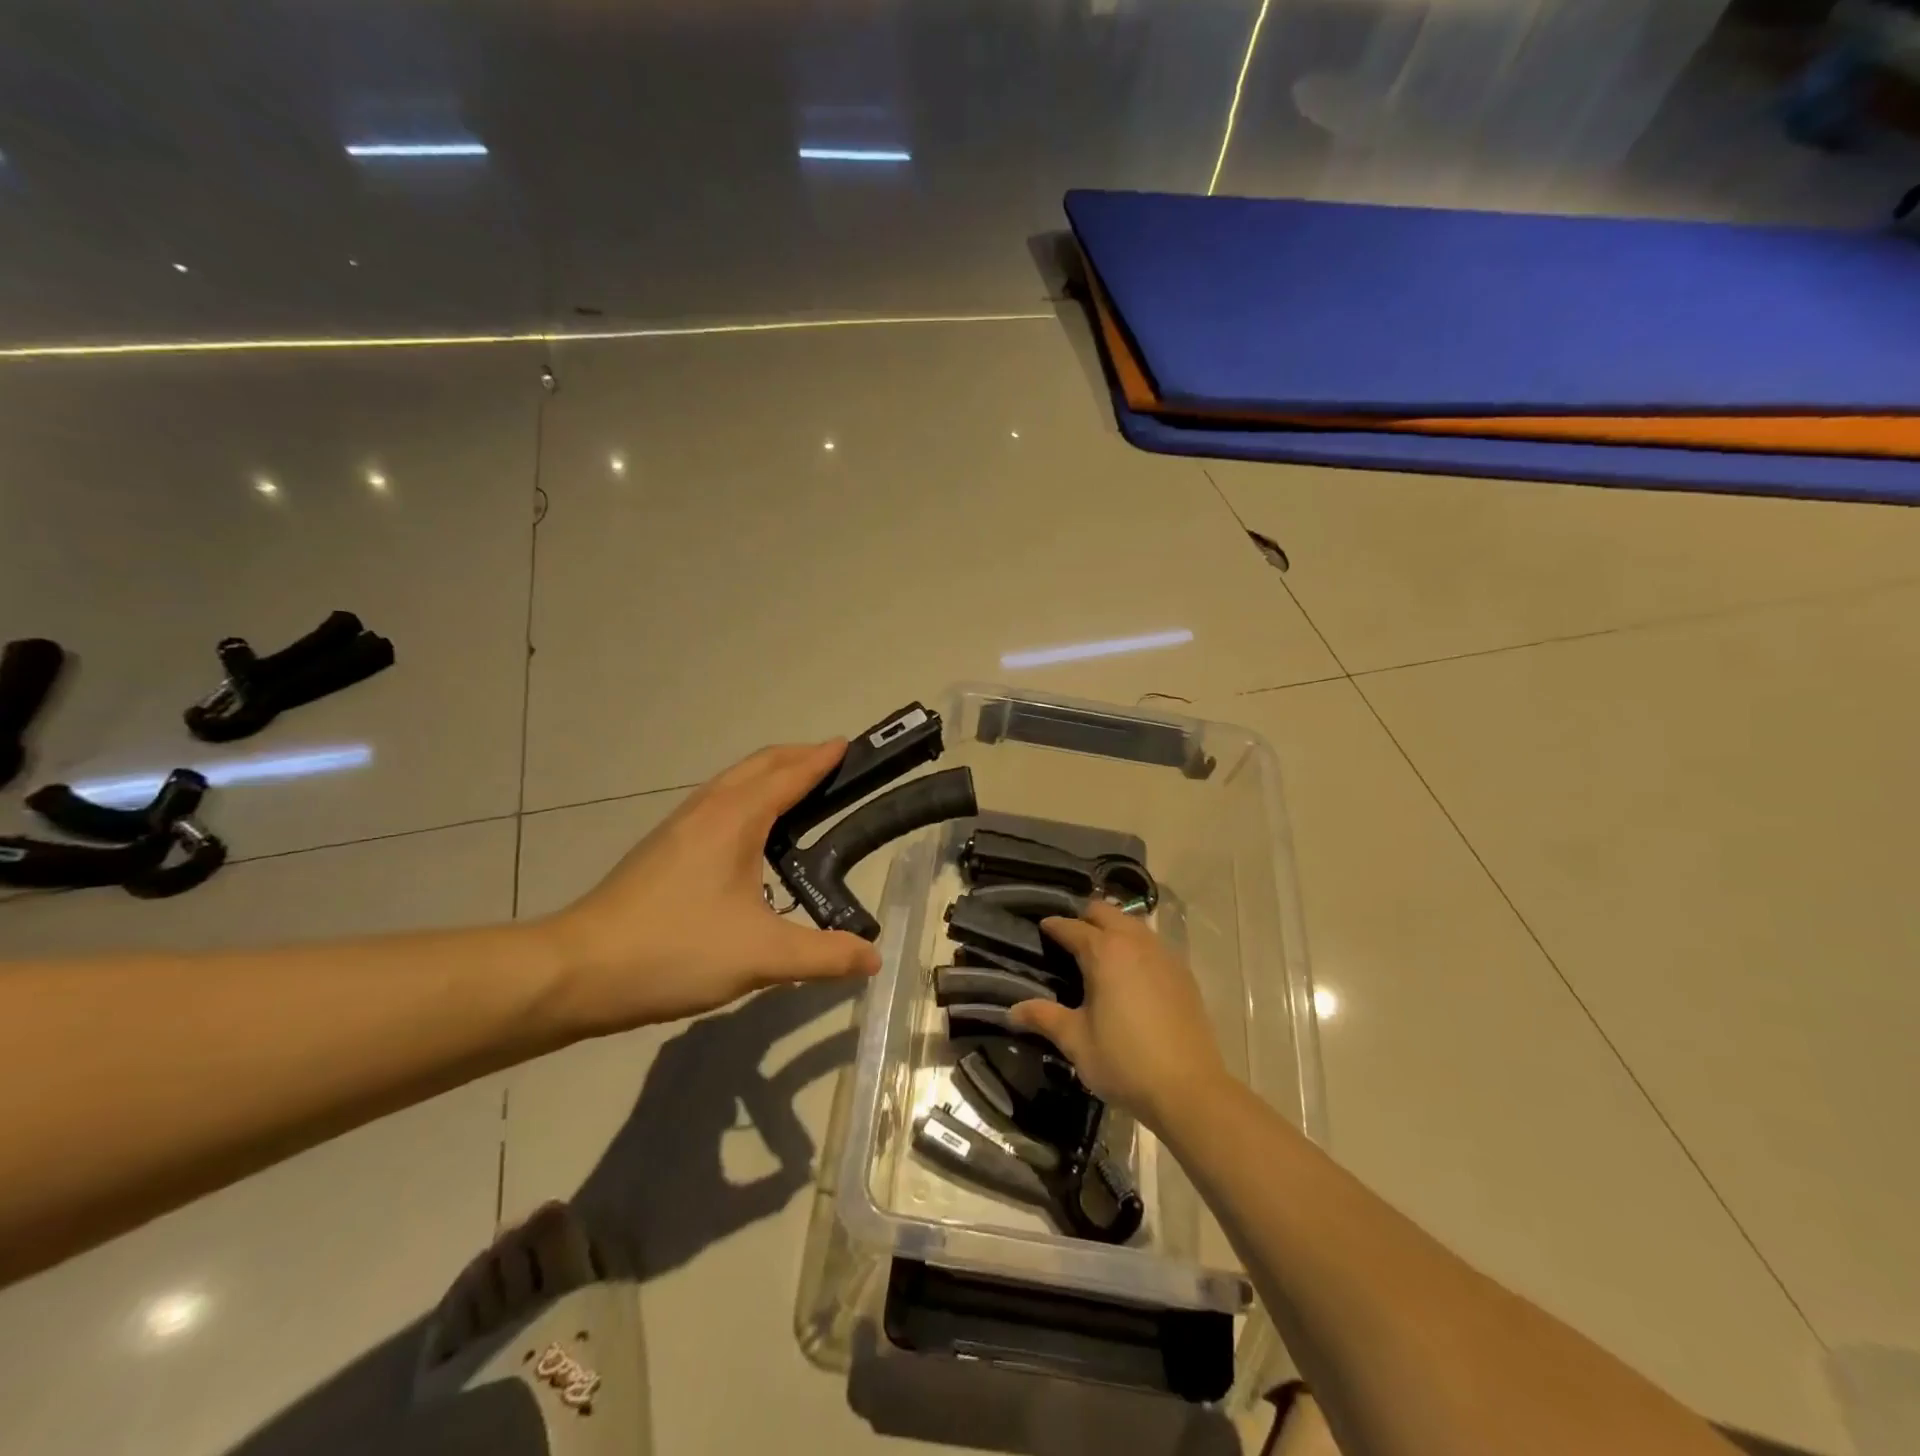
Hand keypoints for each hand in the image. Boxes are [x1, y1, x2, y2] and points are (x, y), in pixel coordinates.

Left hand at [539, 741, 880, 1035]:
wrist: (577, 971)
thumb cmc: (675, 950)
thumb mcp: (761, 957)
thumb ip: (824, 956)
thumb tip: (874, 958)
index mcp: (734, 819)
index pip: (789, 775)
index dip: (821, 759)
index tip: (849, 745)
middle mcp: (707, 810)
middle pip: (758, 765)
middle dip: (797, 757)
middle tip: (833, 765)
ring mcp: (678, 827)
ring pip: (733, 783)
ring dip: (769, 775)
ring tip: (799, 792)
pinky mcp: (662, 849)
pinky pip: (717, 803)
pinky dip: (747, 798)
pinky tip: (751, 835)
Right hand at [1010, 900, 1228, 1128]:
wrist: (1189, 1089)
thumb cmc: (1124, 1061)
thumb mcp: (1076, 1041)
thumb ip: (1043, 1017)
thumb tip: (1011, 1011)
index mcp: (1104, 952)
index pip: (1071, 926)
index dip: (1054, 926)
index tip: (1042, 929)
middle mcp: (1135, 942)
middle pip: (1105, 912)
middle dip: (1084, 917)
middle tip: (1069, 937)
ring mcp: (1163, 955)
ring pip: (1132, 923)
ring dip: (1113, 928)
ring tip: (1099, 951)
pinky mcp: (1183, 973)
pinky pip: (1153, 943)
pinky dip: (1136, 945)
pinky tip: (1131, 971)